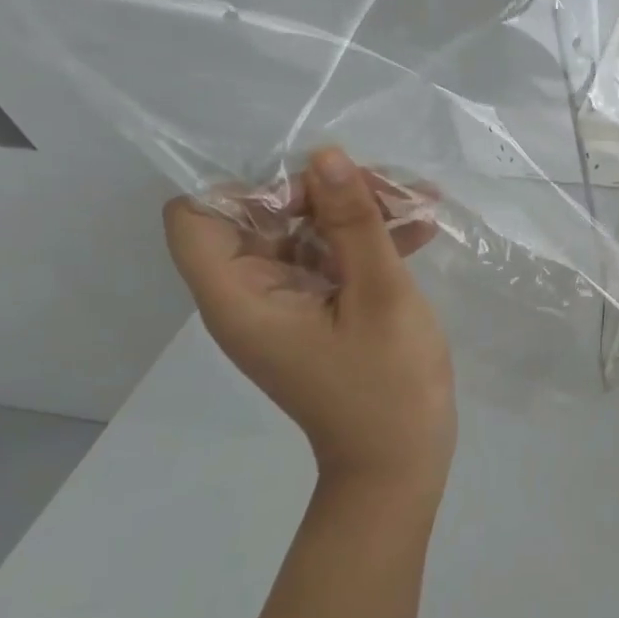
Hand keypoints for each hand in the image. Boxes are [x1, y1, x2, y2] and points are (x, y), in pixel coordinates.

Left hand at [164, 148, 455, 504]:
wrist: (401, 462)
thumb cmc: (387, 383)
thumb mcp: (379, 294)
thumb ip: (353, 223)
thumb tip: (326, 156)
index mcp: (241, 297)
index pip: (197, 217)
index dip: (247, 187)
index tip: (314, 183)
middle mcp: (251, 297)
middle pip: (261, 217)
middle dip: (323, 192)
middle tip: (387, 187)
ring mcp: (287, 306)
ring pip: (304, 233)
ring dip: (355, 213)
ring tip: (418, 201)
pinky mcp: (318, 314)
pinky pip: (331, 260)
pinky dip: (367, 242)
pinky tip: (421, 230)